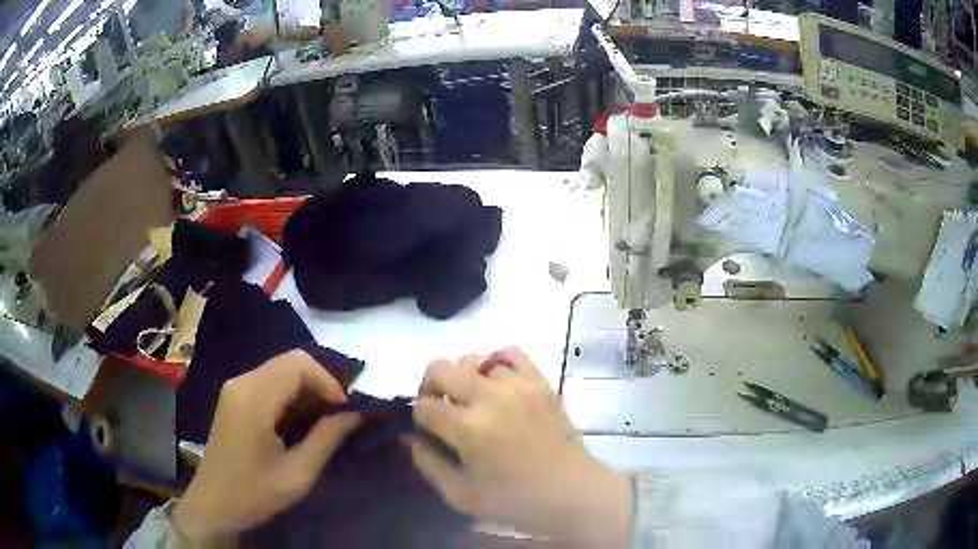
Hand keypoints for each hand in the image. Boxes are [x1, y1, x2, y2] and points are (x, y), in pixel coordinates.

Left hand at [173, 350, 359, 542]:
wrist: (213, 505)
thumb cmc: (254, 493)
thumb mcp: (297, 474)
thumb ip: (327, 438)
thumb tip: (355, 413)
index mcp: (253, 398)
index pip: (298, 363)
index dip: (328, 380)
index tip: (346, 410)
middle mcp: (242, 383)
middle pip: (290, 361)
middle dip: (320, 383)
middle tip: (339, 415)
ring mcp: (235, 388)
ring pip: (281, 370)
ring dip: (307, 389)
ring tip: (325, 420)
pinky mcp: (235, 398)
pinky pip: (269, 382)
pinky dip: (291, 395)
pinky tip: (300, 421)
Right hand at [411, 348, 631, 545]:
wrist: (570, 492)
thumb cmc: (514, 501)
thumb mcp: (460, 495)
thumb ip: (428, 464)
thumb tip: (411, 438)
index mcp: (468, 430)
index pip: (424, 406)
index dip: (419, 417)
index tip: (427, 428)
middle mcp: (490, 399)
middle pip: (440, 368)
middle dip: (430, 385)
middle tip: (439, 405)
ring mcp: (519, 386)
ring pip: (474, 360)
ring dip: (464, 378)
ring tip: (473, 399)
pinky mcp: (541, 382)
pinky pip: (512, 353)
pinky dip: (497, 362)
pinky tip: (497, 382)